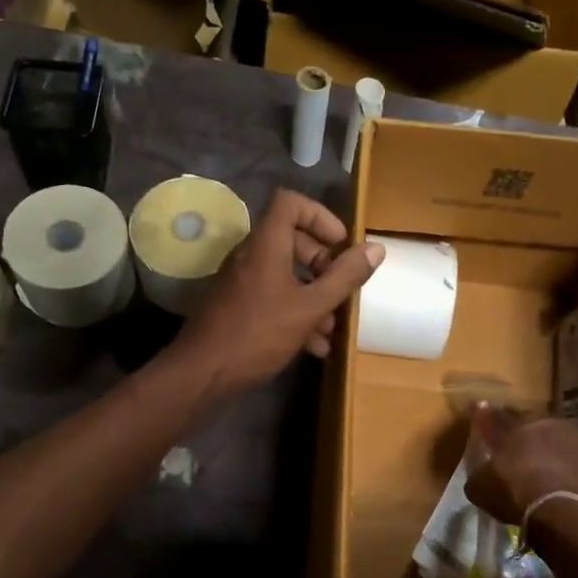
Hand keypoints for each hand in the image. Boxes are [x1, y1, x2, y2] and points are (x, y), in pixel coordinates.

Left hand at [170, 189, 382, 394]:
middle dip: (323, 264)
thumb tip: (375, 249)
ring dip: (313, 295)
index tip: (341, 245)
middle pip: (292, 241)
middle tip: (342, 289)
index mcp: (266, 245)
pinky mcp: (236, 307)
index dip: (320, 217)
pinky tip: (314, 346)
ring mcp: (241, 282)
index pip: (291, 203)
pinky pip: (272, 297)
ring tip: (333, 327)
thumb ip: (344, 278)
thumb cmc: (258, 334)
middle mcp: (250, 256)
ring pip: (285, 275)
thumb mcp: (310, 307)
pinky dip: (295, 313)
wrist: (202, 374)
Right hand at [465, 411, 577, 525]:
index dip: (490, 421)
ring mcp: (576, 438)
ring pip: (560, 440)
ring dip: (552, 450)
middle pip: (533, 425)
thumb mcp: (480, 486)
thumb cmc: (513, 491)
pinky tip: (565, 485)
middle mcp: (547, 422)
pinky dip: (571, 469)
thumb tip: (480, 470)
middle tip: (520, 453)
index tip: (485, 424)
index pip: (498, 417)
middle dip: (526, 436)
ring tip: (546, 471)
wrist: (560, 511)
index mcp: (516, 423)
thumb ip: (479, 472)